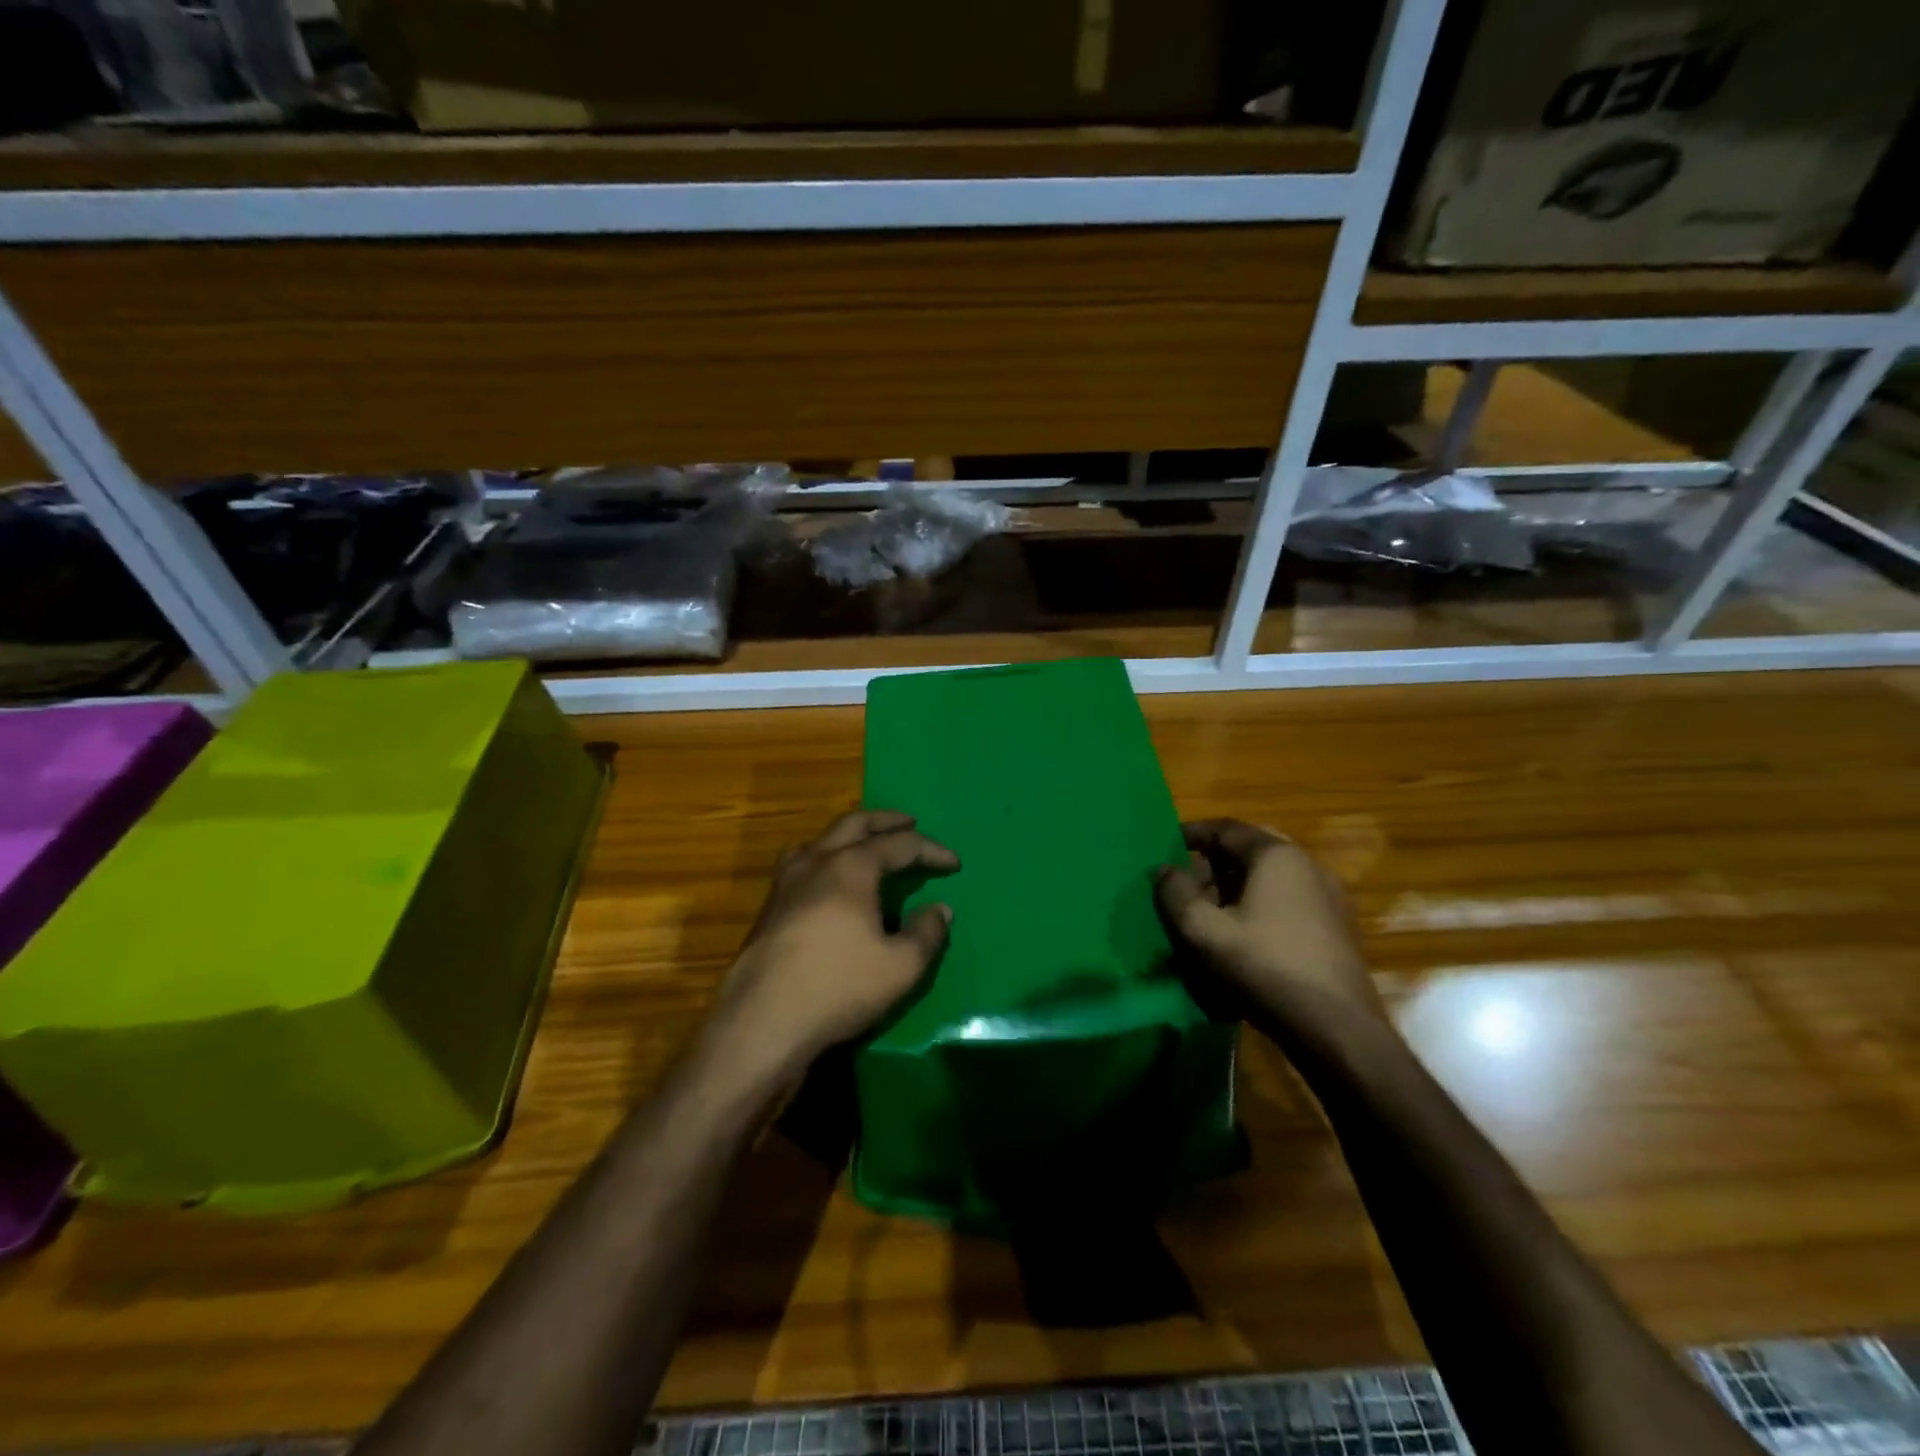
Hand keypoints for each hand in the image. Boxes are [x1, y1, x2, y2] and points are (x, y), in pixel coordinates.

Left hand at [705, 810, 958, 1083]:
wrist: (762, 1022)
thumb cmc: (839, 987)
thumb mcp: (901, 966)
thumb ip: (927, 933)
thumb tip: (940, 910)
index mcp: (851, 867)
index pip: (900, 845)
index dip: (931, 850)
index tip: (954, 863)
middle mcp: (816, 862)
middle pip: (854, 825)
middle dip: (886, 821)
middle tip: (909, 822)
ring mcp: (786, 883)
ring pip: (820, 840)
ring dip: (848, 835)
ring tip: (864, 845)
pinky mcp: (769, 908)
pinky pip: (801, 864)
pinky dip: (824, 858)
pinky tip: (827, 883)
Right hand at [1156, 820, 1382, 1024]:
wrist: (1337, 1029)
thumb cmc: (1264, 968)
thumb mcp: (1203, 931)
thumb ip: (1175, 894)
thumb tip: (1164, 870)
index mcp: (1276, 855)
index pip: (1226, 828)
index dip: (1191, 834)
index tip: (1164, 846)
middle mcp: (1307, 865)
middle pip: (1249, 851)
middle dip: (1213, 864)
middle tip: (1185, 883)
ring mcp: (1328, 898)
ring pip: (1269, 879)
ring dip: (1235, 888)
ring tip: (1207, 915)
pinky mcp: (1336, 929)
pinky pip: (1287, 902)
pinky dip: (1258, 907)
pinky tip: (1241, 938)